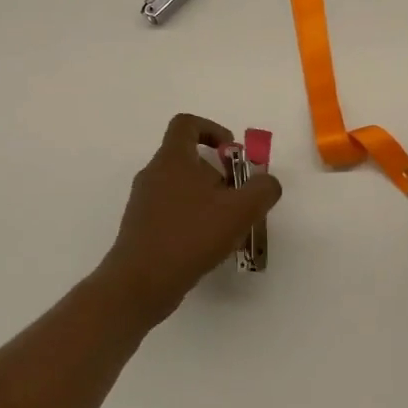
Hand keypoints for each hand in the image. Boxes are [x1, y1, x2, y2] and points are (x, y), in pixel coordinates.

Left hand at [96, 113, 283, 323]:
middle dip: (219, 174)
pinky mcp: (142, 228)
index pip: (187, 124)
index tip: (232, 152)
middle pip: (189, 160)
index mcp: (173, 159)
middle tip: (239, 198)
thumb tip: (267, 182)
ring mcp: (144, 202)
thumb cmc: (190, 236)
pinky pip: (173, 212)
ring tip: (229, 227)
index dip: (212, 130)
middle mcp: (154, 174)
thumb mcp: (240, 210)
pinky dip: (194, 220)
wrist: (140, 282)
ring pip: (182, 188)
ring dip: (209, 200)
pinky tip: (210, 246)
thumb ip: (263, 189)